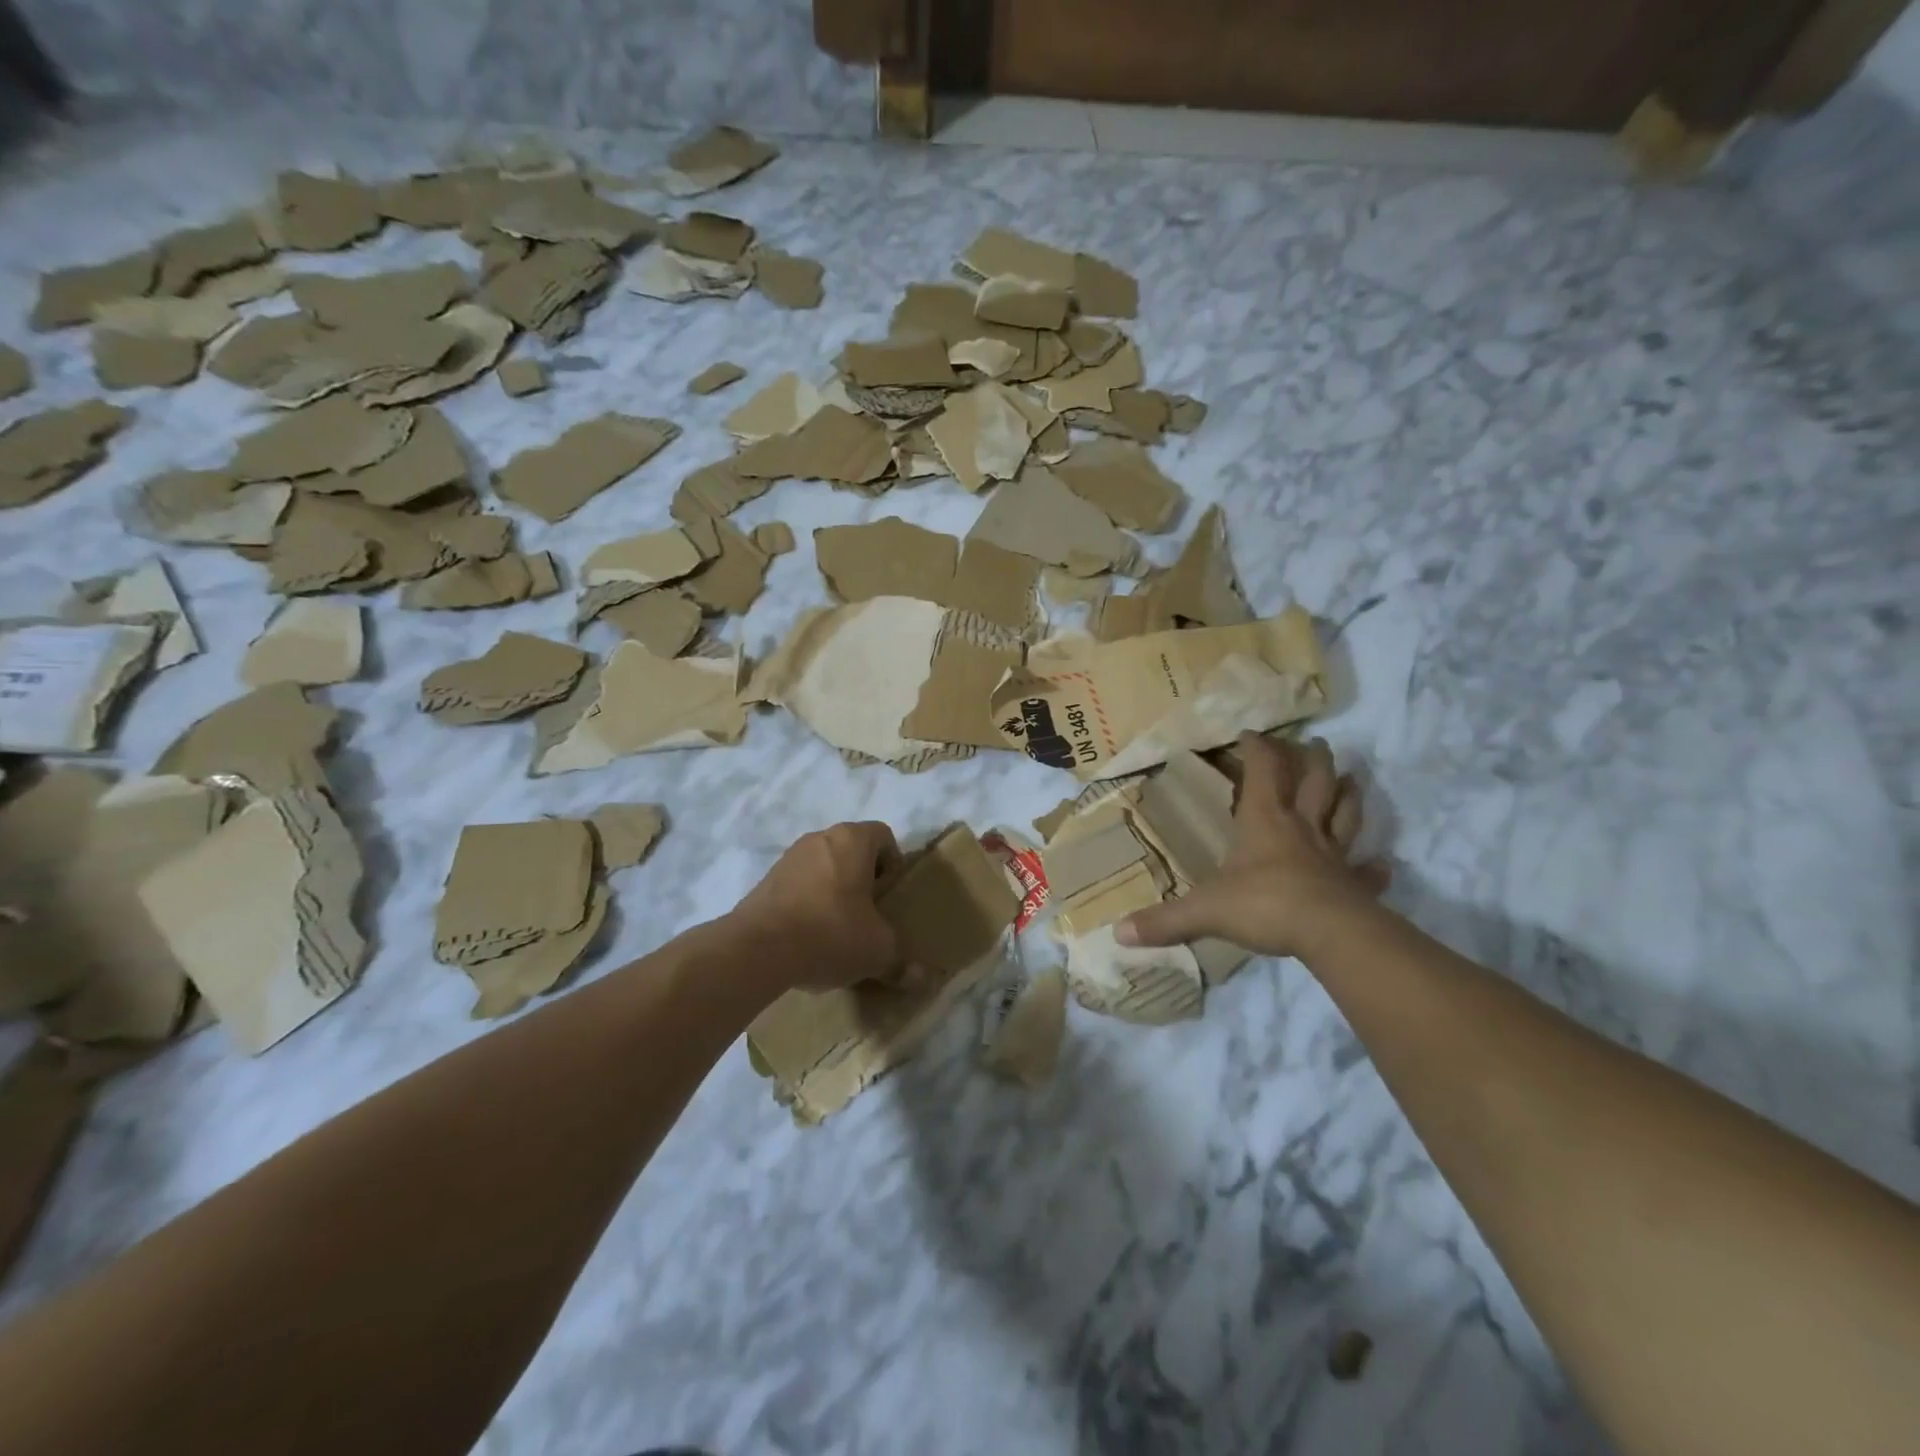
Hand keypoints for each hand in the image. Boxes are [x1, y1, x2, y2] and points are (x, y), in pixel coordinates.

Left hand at [728, 822, 903, 992]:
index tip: (890, 895)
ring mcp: (788, 858)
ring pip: (822, 866)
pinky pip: (798, 885)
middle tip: (869, 912)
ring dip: (833, 889)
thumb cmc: (831, 933)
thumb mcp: (877, 951)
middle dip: (863, 877)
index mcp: (852, 840)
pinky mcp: (765, 881)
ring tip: (837, 928)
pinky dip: (807, 902)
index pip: (883, 835)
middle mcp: (819, 838)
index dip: (893, 862)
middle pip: (851, 849)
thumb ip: (901, 961)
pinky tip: (808, 936)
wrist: (756, 949)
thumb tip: (924, 980)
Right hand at [1117, 733, 1388, 958]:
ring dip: (1349, 795)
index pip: (1263, 771)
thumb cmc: (1263, 904)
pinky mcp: (1354, 885)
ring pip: (1345, 814)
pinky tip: (1382, 865)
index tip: (1252, 733)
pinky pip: (1367, 873)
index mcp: (1265, 820)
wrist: (1328, 934)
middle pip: (1315, 782)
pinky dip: (1374, 867)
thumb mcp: (1204, 911)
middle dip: (1313, 759)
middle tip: (1315, 743)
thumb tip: (1118, 933)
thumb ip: (1163, 920)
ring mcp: (1333, 855)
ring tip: (1352, 780)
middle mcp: (1301, 828)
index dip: (1259, 749)